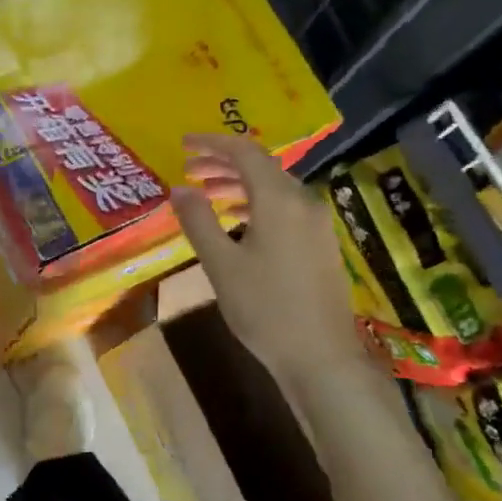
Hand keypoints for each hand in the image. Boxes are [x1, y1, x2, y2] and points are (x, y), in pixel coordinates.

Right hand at [170, 133, 367, 388]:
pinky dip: (257, 204)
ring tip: (208, 194)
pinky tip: (238, 222)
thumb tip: (180, 188)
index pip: (245, 153)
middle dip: (223, 164)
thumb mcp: (221, 264)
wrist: (320, 355)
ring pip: (274, 189)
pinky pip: (285, 208)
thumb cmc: (264, 308)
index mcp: (279, 200)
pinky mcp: (321, 243)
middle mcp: (304, 202)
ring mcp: (317, 223)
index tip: (183, 144)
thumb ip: (198, 221)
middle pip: (262, 168)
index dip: (212, 144)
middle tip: (189, 171)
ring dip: (240, 185)